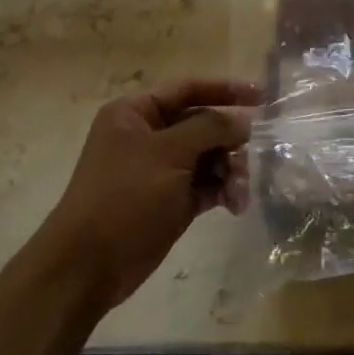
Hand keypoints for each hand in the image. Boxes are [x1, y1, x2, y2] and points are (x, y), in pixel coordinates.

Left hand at [43, 78, 258, 310]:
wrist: (89, 265)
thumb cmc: (125, 197)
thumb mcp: (169, 153)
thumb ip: (210, 129)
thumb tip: (243, 122)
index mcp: (135, 113)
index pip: (188, 89)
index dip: (226, 90)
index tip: (264, 97)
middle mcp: (148, 136)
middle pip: (203, 125)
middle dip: (230, 142)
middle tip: (251, 160)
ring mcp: (160, 169)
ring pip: (209, 157)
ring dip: (230, 171)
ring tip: (239, 194)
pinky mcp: (171, 199)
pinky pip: (206, 185)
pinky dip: (222, 191)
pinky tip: (234, 206)